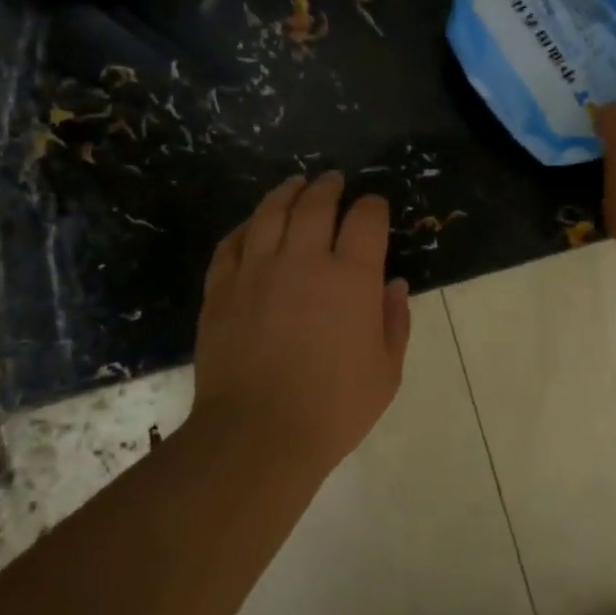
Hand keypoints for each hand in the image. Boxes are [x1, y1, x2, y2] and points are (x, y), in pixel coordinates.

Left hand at [193, 172, 411, 473]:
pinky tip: (252, 225)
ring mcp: (256, 270)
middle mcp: (303, 260)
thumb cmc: (334, 408)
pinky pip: (231, 243)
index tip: (374, 207)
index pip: (365, 219)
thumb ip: (395, 322)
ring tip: (295, 184)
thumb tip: (393, 285)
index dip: (372, 206)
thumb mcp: (386, 372)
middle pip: (315, 204)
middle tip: (333, 180)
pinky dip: (245, 227)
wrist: (257, 434)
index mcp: (350, 278)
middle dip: (328, 187)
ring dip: (286, 192)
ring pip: (270, 213)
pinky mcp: (221, 288)